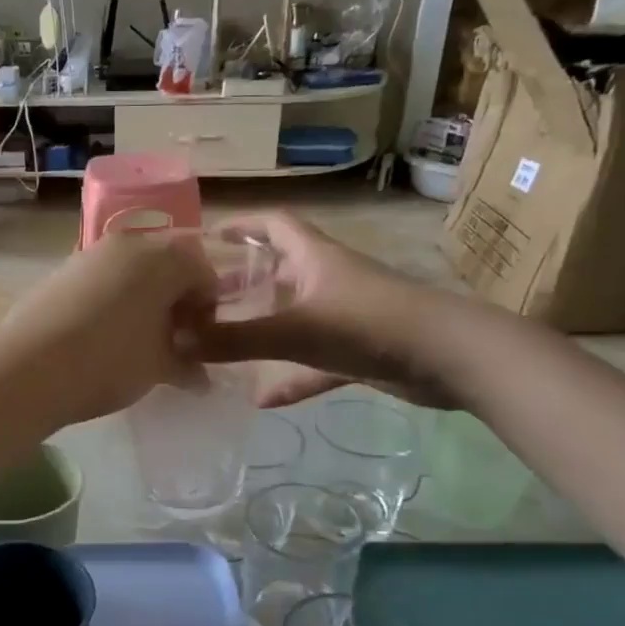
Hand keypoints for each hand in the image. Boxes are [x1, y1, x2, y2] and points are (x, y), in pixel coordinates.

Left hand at [0, 231, 218, 430]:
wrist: (28, 367)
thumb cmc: (109, 361)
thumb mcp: (158, 368)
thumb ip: (187, 366)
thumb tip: (201, 378)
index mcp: (163, 257)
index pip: (202, 271)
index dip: (208, 308)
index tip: (200, 341)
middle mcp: (129, 243)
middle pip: (167, 264)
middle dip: (176, 299)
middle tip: (173, 340)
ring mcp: (90, 254)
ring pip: (132, 270)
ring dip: (144, 298)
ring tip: (138, 340)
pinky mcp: (61, 271)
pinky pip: (102, 279)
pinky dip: (114, 299)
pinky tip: (104, 335)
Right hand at [201, 211, 463, 408]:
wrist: (449, 358)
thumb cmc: (368, 325)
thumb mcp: (293, 331)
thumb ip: (234, 340)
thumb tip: (175, 342)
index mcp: (314, 258)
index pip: (273, 225)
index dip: (242, 226)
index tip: (208, 238)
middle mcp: (328, 280)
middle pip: (279, 272)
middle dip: (242, 283)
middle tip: (202, 301)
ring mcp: (345, 316)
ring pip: (294, 317)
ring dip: (263, 329)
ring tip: (223, 344)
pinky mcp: (359, 350)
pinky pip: (314, 362)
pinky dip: (290, 377)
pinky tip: (263, 400)